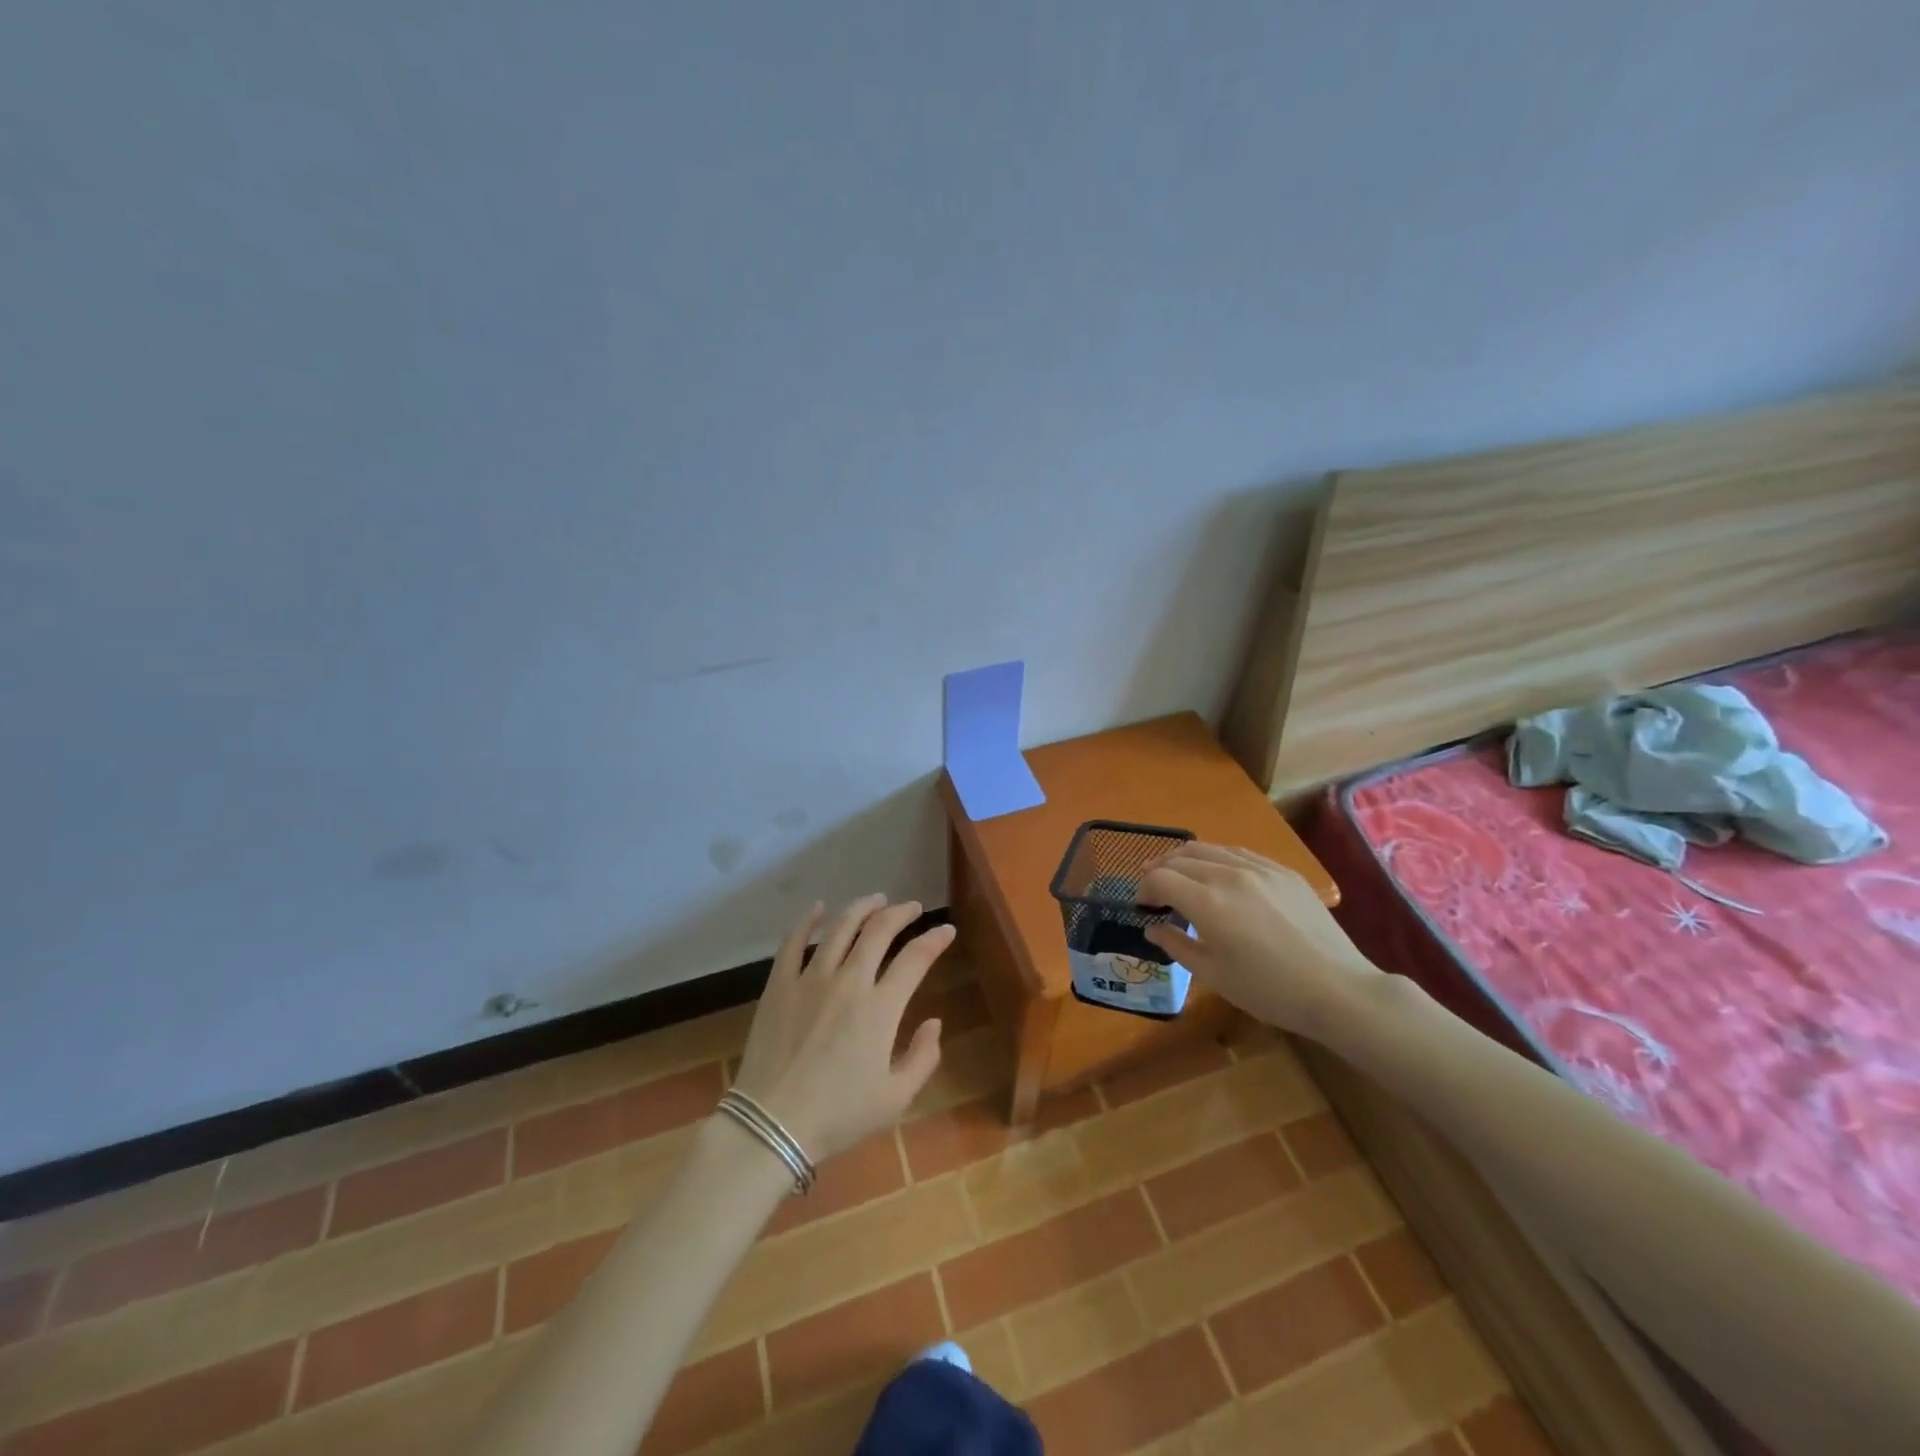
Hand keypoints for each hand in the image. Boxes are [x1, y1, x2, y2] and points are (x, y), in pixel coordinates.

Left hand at [730, 896, 953, 1164]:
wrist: (770, 1125)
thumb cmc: (838, 1116)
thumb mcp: (895, 1099)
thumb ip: (923, 1058)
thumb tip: (934, 1023)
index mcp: (881, 1008)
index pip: (915, 958)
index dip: (935, 940)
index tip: (946, 930)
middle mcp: (849, 981)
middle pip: (879, 931)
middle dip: (900, 913)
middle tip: (912, 907)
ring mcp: (810, 978)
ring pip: (840, 928)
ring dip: (861, 908)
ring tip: (876, 900)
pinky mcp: (779, 985)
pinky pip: (793, 942)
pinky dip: (808, 920)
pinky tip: (818, 909)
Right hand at [1139, 843, 1379, 1037]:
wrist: (1337, 989)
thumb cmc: (1268, 990)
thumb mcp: (1213, 975)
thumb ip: (1176, 945)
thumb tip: (1152, 927)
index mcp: (1208, 902)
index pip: (1160, 879)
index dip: (1144, 890)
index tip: (1143, 907)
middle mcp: (1229, 874)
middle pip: (1180, 858)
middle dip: (1159, 871)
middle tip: (1153, 890)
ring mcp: (1259, 868)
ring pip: (1208, 848)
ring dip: (1185, 859)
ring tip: (1178, 874)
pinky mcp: (1283, 871)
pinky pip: (1239, 853)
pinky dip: (1217, 858)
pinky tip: (1218, 872)